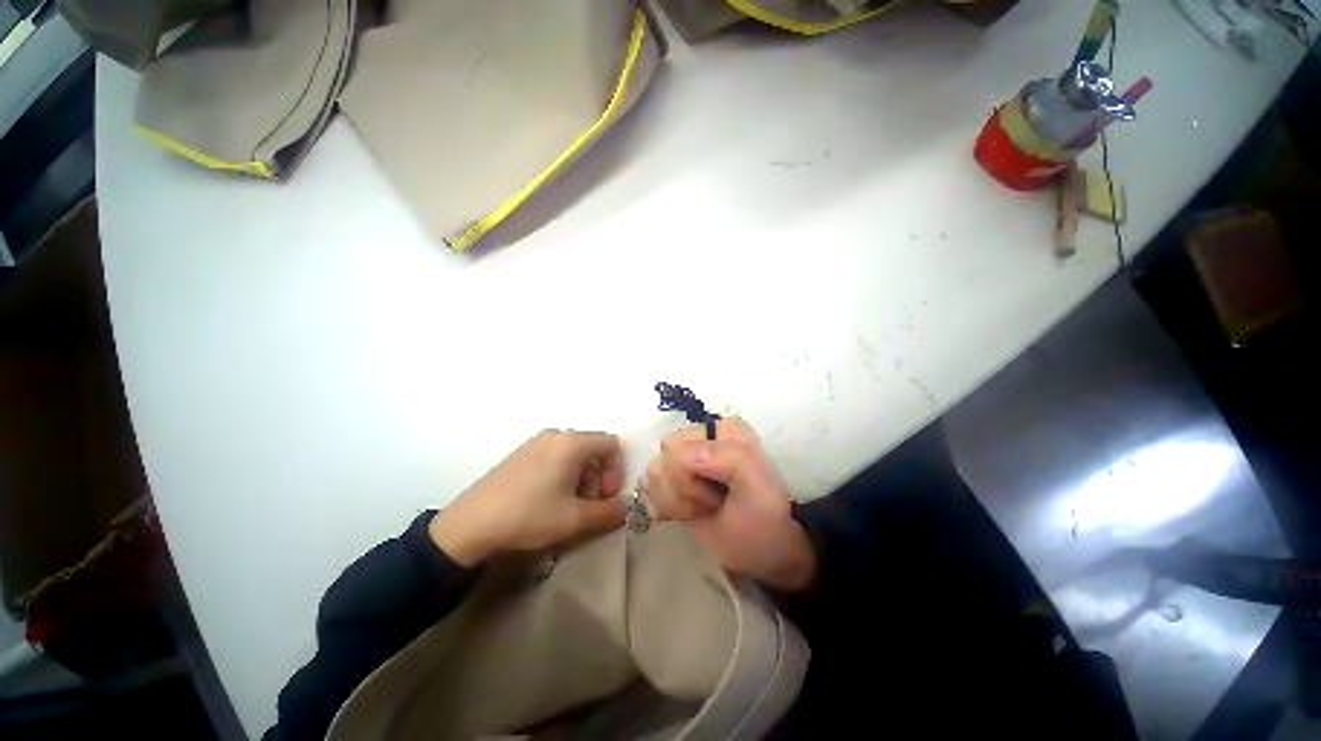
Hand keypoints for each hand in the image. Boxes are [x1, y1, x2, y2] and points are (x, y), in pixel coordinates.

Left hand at [429, 430, 626, 565]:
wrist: (470, 524)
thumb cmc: (529, 515)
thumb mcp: (574, 518)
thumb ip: (609, 512)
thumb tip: (628, 507)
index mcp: (573, 442)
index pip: (612, 444)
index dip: (616, 470)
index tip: (606, 496)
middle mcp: (557, 434)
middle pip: (593, 448)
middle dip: (599, 477)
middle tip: (588, 504)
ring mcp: (536, 441)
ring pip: (574, 453)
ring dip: (582, 477)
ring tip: (568, 504)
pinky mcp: (522, 452)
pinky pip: (555, 455)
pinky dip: (563, 473)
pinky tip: (548, 498)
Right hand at [643, 419, 815, 590]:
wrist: (766, 552)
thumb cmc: (764, 518)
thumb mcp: (757, 485)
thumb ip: (726, 457)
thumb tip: (679, 454)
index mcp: (721, 430)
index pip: (676, 448)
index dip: (689, 478)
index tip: (718, 495)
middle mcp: (699, 438)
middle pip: (660, 461)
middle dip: (681, 491)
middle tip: (710, 504)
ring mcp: (684, 459)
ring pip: (651, 475)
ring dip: (673, 501)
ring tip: (701, 510)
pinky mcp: (673, 480)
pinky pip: (646, 487)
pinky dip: (662, 506)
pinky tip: (683, 514)